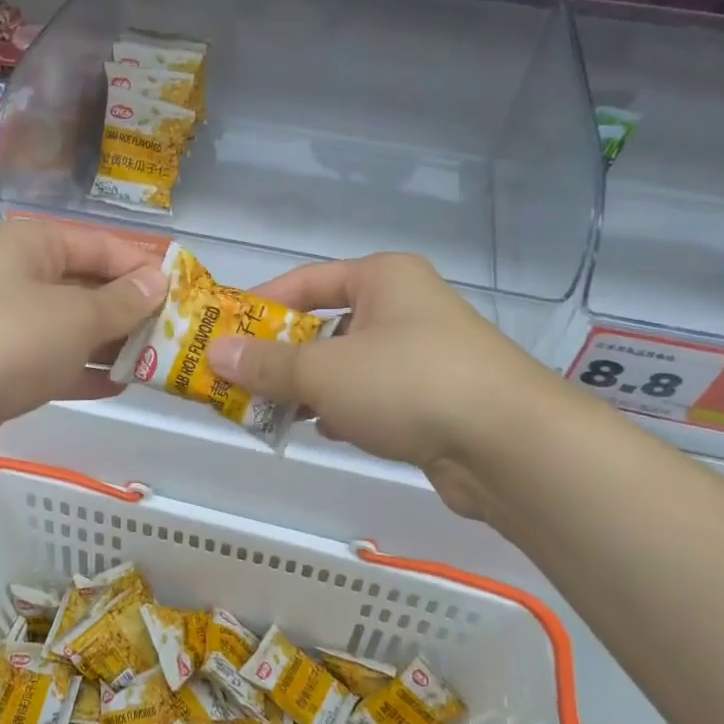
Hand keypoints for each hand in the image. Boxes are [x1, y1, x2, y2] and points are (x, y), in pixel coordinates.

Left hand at [0, 220, 165, 479]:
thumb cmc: (5, 340)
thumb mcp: (75, 316)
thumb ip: (122, 301)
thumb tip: (159, 280)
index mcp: (32, 243)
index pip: (103, 245)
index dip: (145, 266)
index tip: (187, 291)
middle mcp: (18, 276)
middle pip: (88, 285)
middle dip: (132, 309)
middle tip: (179, 332)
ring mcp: (6, 323)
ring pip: (72, 327)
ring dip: (113, 343)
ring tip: (158, 361)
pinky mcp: (0, 368)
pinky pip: (53, 361)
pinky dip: (84, 371)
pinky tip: (120, 385)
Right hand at [204, 254, 552, 518]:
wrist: (509, 445)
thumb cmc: (408, 383)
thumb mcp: (325, 370)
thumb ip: (268, 364)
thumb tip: (214, 354)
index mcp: (382, 278)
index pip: (305, 282)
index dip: (259, 305)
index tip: (222, 333)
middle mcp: (405, 307)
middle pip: (326, 325)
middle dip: (282, 355)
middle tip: (239, 381)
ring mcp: (425, 353)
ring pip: (349, 364)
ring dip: (310, 387)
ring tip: (269, 411)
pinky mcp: (436, 397)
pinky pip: (375, 395)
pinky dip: (345, 409)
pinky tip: (324, 429)